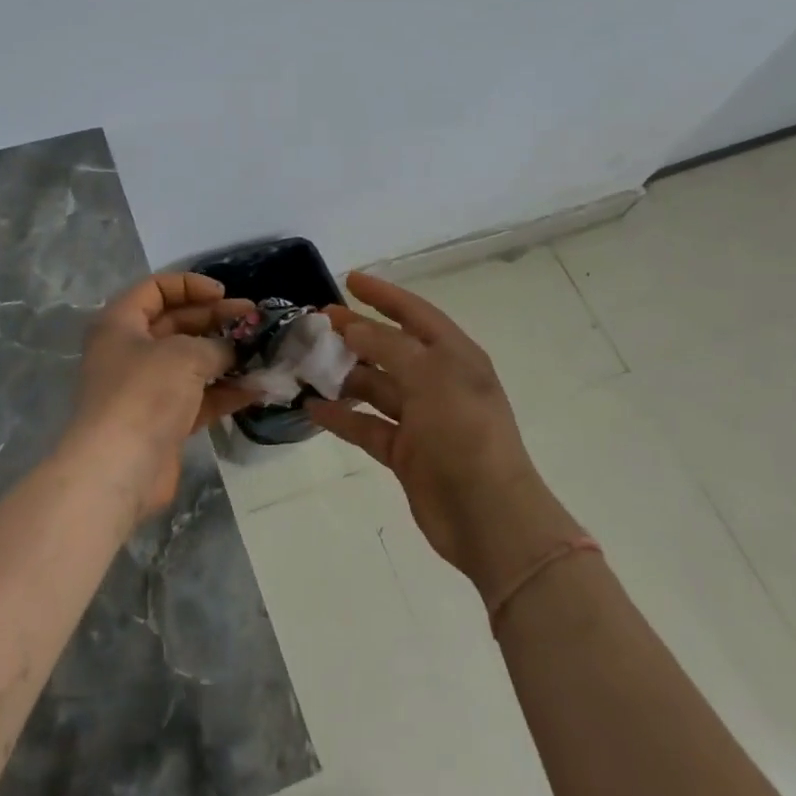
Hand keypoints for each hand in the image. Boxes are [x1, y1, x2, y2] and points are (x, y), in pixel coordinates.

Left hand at [63, 273, 254, 522]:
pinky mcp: (163, 421)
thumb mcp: (184, 354)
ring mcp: (146, 388)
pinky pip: (198, 397)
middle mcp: (129, 351)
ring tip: (263, 351)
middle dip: (216, 319)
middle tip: (254, 319)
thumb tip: (232, 351)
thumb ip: (214, 345)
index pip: (155, 289)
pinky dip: (224, 391)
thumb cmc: (144, 393)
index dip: (190, 285)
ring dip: (225, 356)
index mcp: (120, 323)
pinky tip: (256, 388)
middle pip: (176, 324)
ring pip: (190, 362)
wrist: (118, 469)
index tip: (224, 294)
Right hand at [305, 271, 578, 601]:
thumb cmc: (464, 433)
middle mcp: (438, 382)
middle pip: (390, 348)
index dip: (384, 295)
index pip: (415, 313)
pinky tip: (313, 407)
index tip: (349, 279)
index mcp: (454, 357)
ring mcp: (421, 418)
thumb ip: (388, 347)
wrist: (488, 516)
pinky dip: (342, 417)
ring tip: (307, 363)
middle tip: (317, 320)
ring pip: (375, 386)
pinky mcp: (406, 452)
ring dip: (344, 375)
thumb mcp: (430, 377)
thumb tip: (352, 327)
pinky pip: (367, 425)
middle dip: (356, 332)